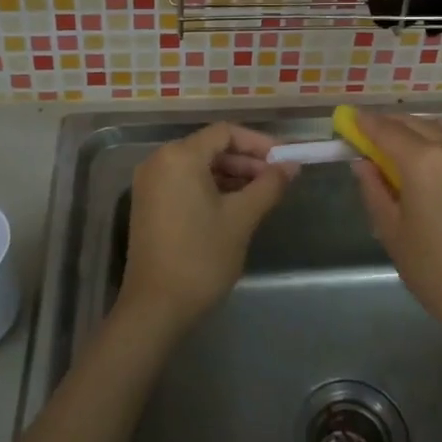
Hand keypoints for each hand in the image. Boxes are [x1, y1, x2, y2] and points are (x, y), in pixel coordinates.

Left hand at [119, 123, 293, 336]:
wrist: (155, 309)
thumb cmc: (201, 257)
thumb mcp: (242, 218)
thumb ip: (269, 185)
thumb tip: (292, 165)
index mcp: (180, 156)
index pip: (225, 133)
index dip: (258, 143)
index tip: (284, 160)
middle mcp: (159, 161)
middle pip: (211, 147)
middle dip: (246, 160)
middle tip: (277, 179)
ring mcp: (150, 183)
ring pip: (199, 166)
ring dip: (231, 175)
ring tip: (262, 194)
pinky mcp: (149, 204)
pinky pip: (185, 182)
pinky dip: (211, 187)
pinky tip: (236, 206)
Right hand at [350, 112, 441, 343]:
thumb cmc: (433, 269)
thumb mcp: (391, 231)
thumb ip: (374, 189)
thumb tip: (361, 162)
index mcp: (422, 162)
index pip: (385, 130)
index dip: (364, 123)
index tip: (347, 118)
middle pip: (411, 124)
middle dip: (385, 125)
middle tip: (365, 136)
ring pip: (437, 125)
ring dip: (414, 127)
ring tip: (399, 145)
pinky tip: (437, 148)